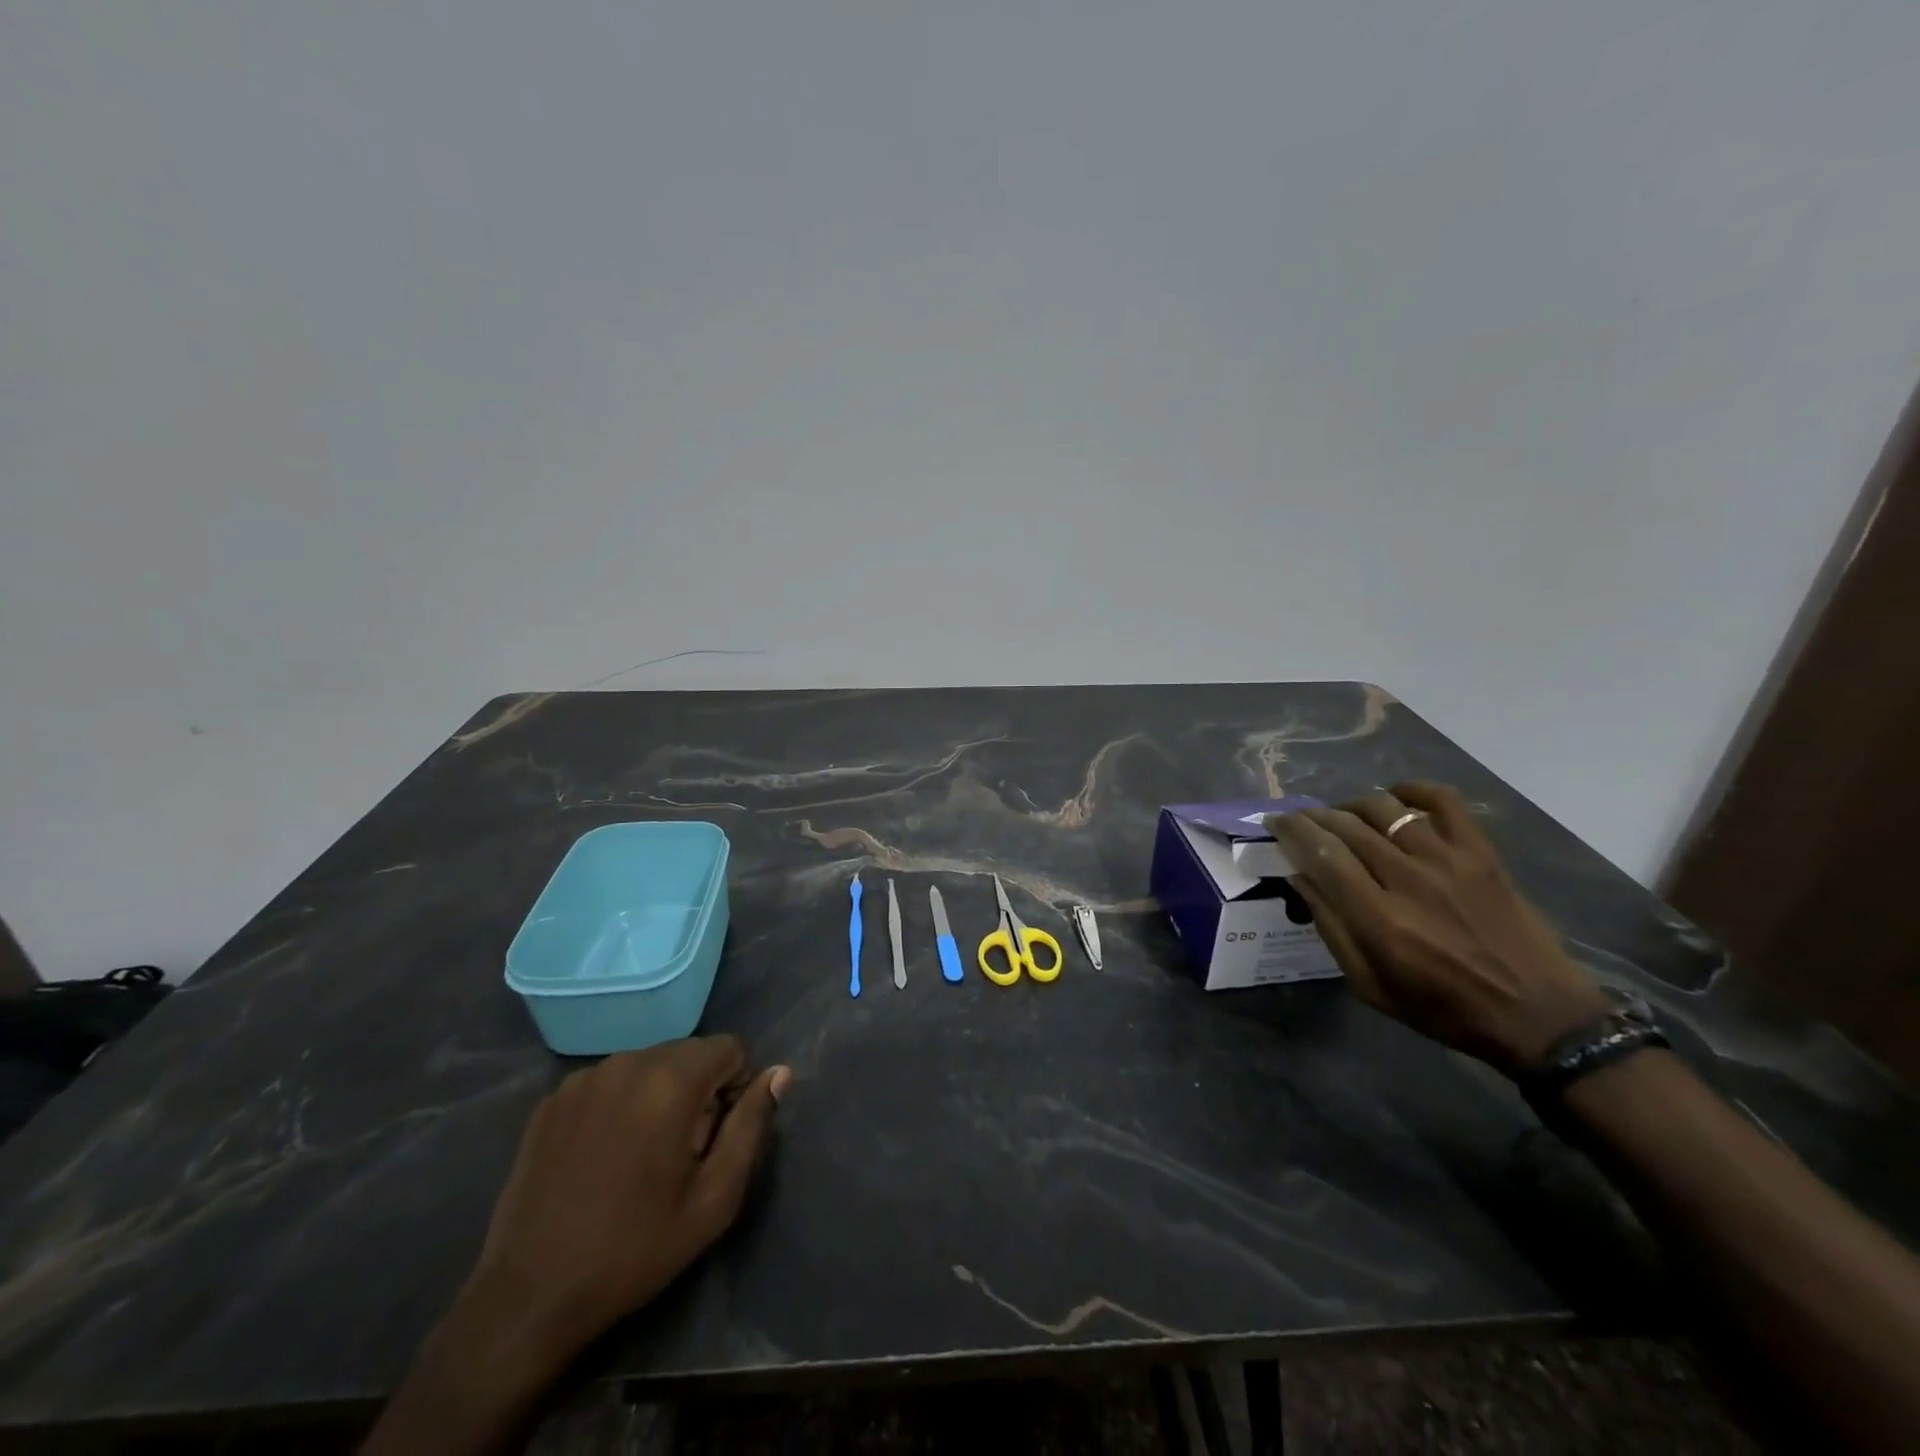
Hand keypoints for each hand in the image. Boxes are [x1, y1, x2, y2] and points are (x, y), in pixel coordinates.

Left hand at [364, 1038, 791, 1455]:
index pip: (729, 1047)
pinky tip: (603, 1156)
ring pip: (648, 1065)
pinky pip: (608, 1082)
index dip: (736, 1086)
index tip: (716, 1136)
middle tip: (681, 1152)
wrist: (530, 1297)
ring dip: (658, 1094)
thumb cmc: (636, 1248)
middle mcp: (627, 1062)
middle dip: (697, 1089)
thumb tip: (780, 1073)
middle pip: (688, 1053)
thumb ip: (752, 1125)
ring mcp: (583, 1078)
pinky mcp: (551, 1100)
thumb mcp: (715, 1198)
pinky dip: (619, 1104)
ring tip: (640, 1156)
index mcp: (670, 1081)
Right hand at [1267, 782, 1609, 1075]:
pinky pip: (1443, 801)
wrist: (1539, 1016)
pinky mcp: (1482, 853)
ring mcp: (1450, 861)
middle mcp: (1410, 880)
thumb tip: (1299, 877)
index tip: (1275, 822)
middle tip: (1300, 820)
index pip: (1322, 855)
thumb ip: (1330, 928)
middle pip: (1347, 827)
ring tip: (1343, 817)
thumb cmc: (1443, 1008)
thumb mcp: (1369, 985)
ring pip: (1384, 808)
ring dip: (1351, 806)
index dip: (1292, 831)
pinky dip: (1413, 790)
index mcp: (1379, 920)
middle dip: (1313, 817)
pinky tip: (1395, 798)